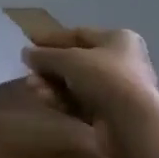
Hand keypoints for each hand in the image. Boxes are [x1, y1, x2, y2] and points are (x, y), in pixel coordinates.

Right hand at [22, 27, 158, 154]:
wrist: (132, 123)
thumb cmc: (104, 77)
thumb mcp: (69, 59)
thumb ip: (45, 55)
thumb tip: (26, 53)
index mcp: (118, 39)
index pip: (80, 34)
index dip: (53, 39)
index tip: (29, 43)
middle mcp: (120, 62)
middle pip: (76, 61)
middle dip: (49, 67)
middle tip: (28, 72)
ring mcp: (116, 90)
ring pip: (76, 84)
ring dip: (51, 85)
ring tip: (31, 88)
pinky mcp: (110, 115)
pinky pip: (80, 103)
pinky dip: (61, 100)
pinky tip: (44, 100)